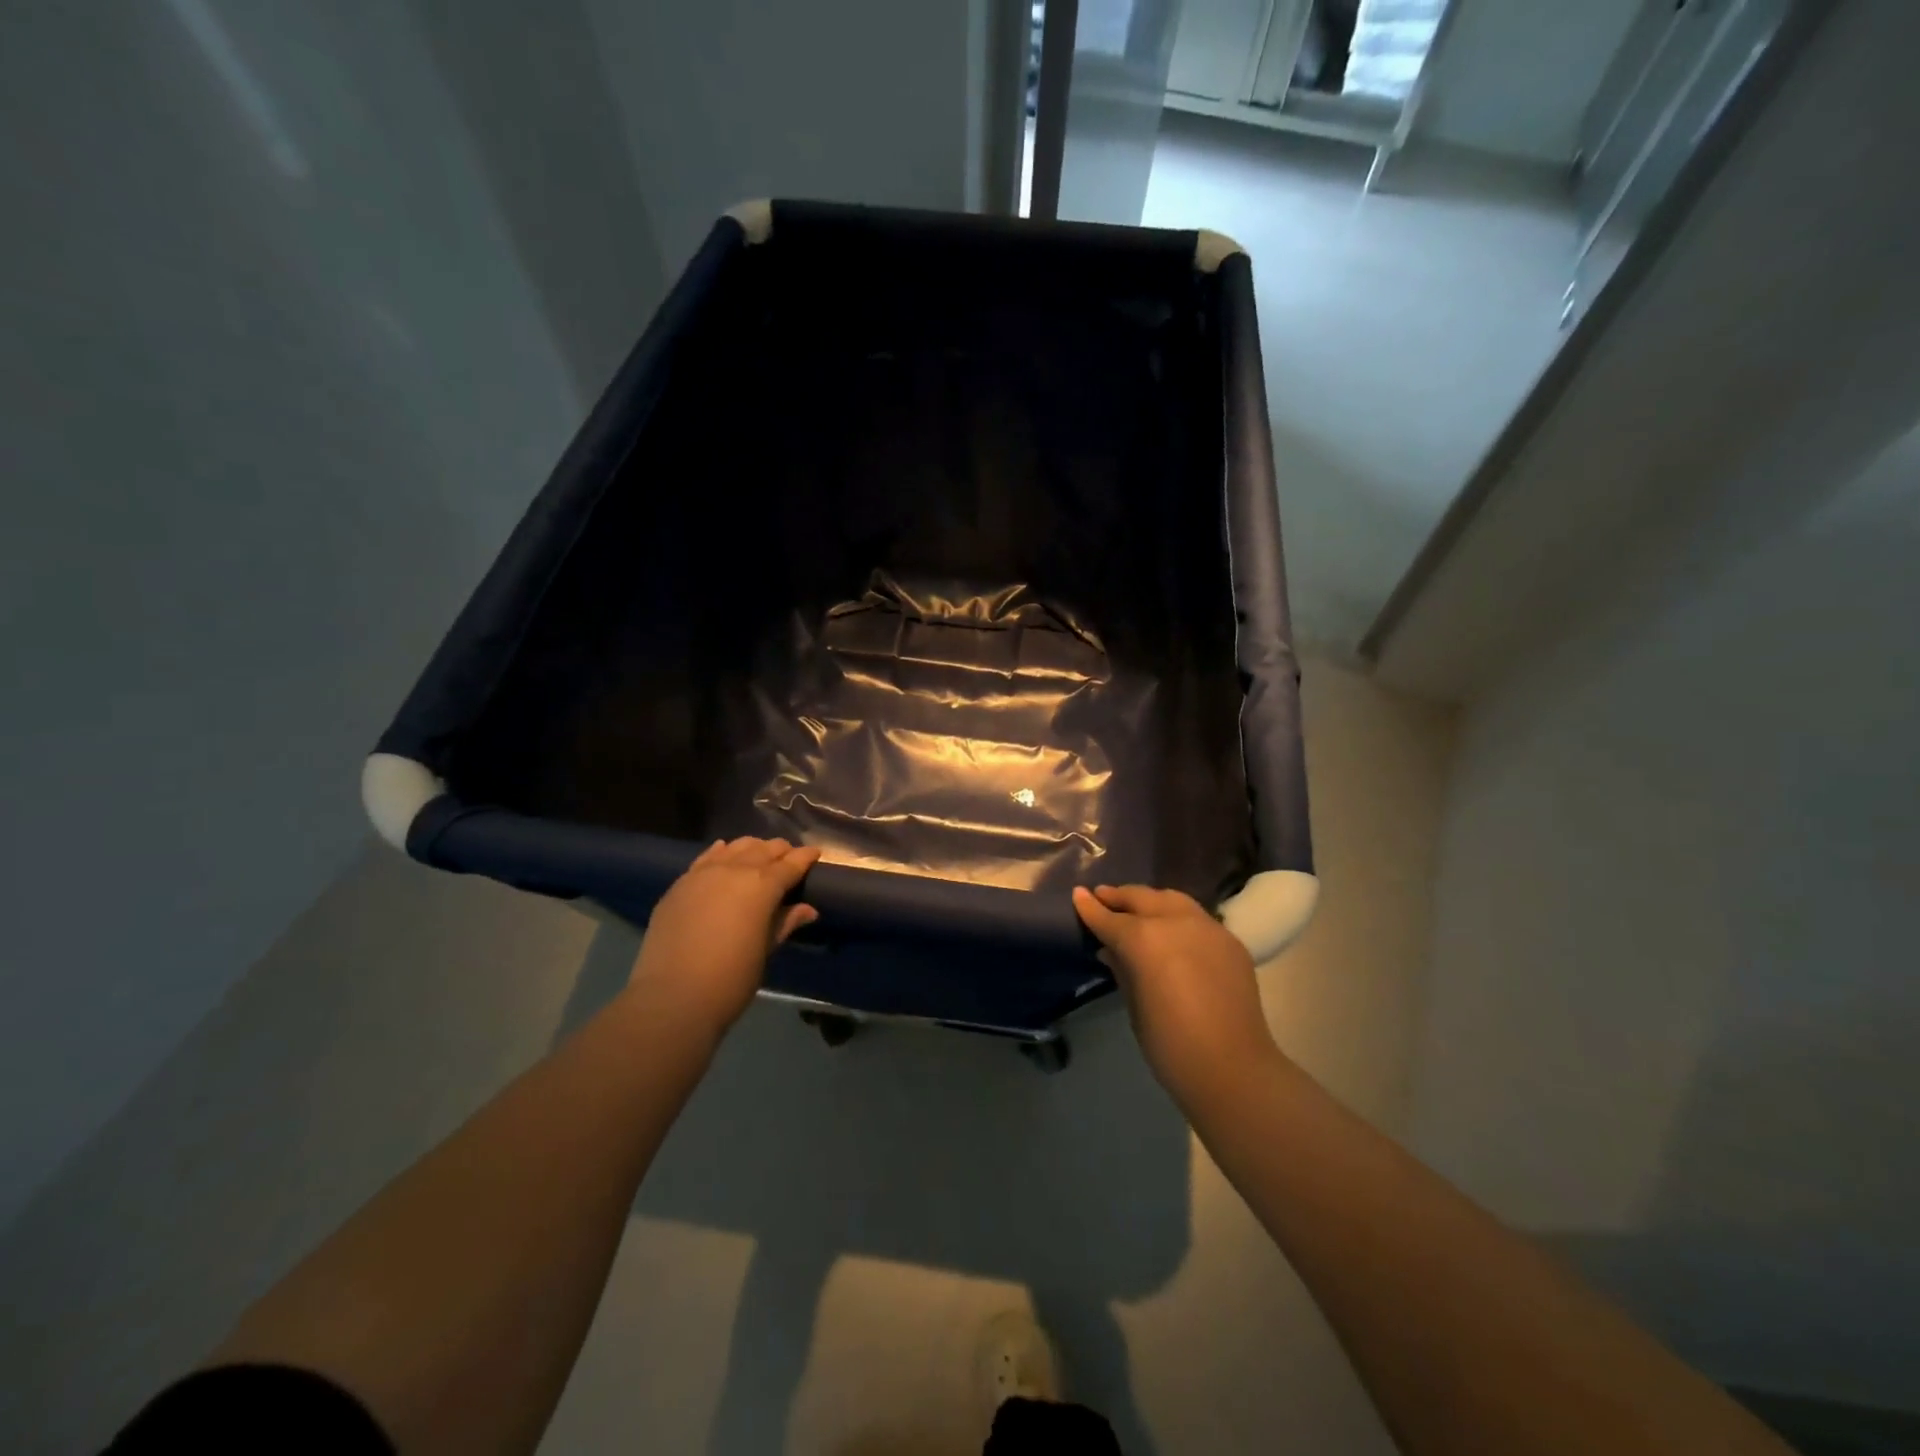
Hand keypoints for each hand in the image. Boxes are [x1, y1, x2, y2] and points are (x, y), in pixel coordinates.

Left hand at [626, 837, 820, 1042]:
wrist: (672, 997)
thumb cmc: (731, 978)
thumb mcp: (765, 950)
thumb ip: (785, 922)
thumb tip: (808, 910)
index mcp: (763, 885)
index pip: (791, 863)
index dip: (806, 857)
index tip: (815, 854)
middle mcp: (735, 869)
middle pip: (764, 849)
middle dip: (781, 851)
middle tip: (790, 860)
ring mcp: (704, 873)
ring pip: (736, 847)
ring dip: (753, 849)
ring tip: (759, 858)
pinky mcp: (680, 884)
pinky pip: (707, 857)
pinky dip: (721, 853)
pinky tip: (724, 853)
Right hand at [1072, 884, 1284, 1108]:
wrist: (1234, 1069)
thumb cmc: (1171, 1045)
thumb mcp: (1134, 1005)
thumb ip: (1122, 968)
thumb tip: (1111, 949)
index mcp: (1144, 939)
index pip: (1109, 918)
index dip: (1090, 907)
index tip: (1078, 895)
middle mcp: (1176, 922)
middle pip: (1142, 898)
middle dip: (1120, 896)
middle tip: (1103, 896)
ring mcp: (1208, 928)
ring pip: (1173, 900)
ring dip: (1151, 901)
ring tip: (1137, 907)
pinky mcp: (1231, 940)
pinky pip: (1198, 918)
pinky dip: (1178, 917)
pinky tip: (1173, 930)